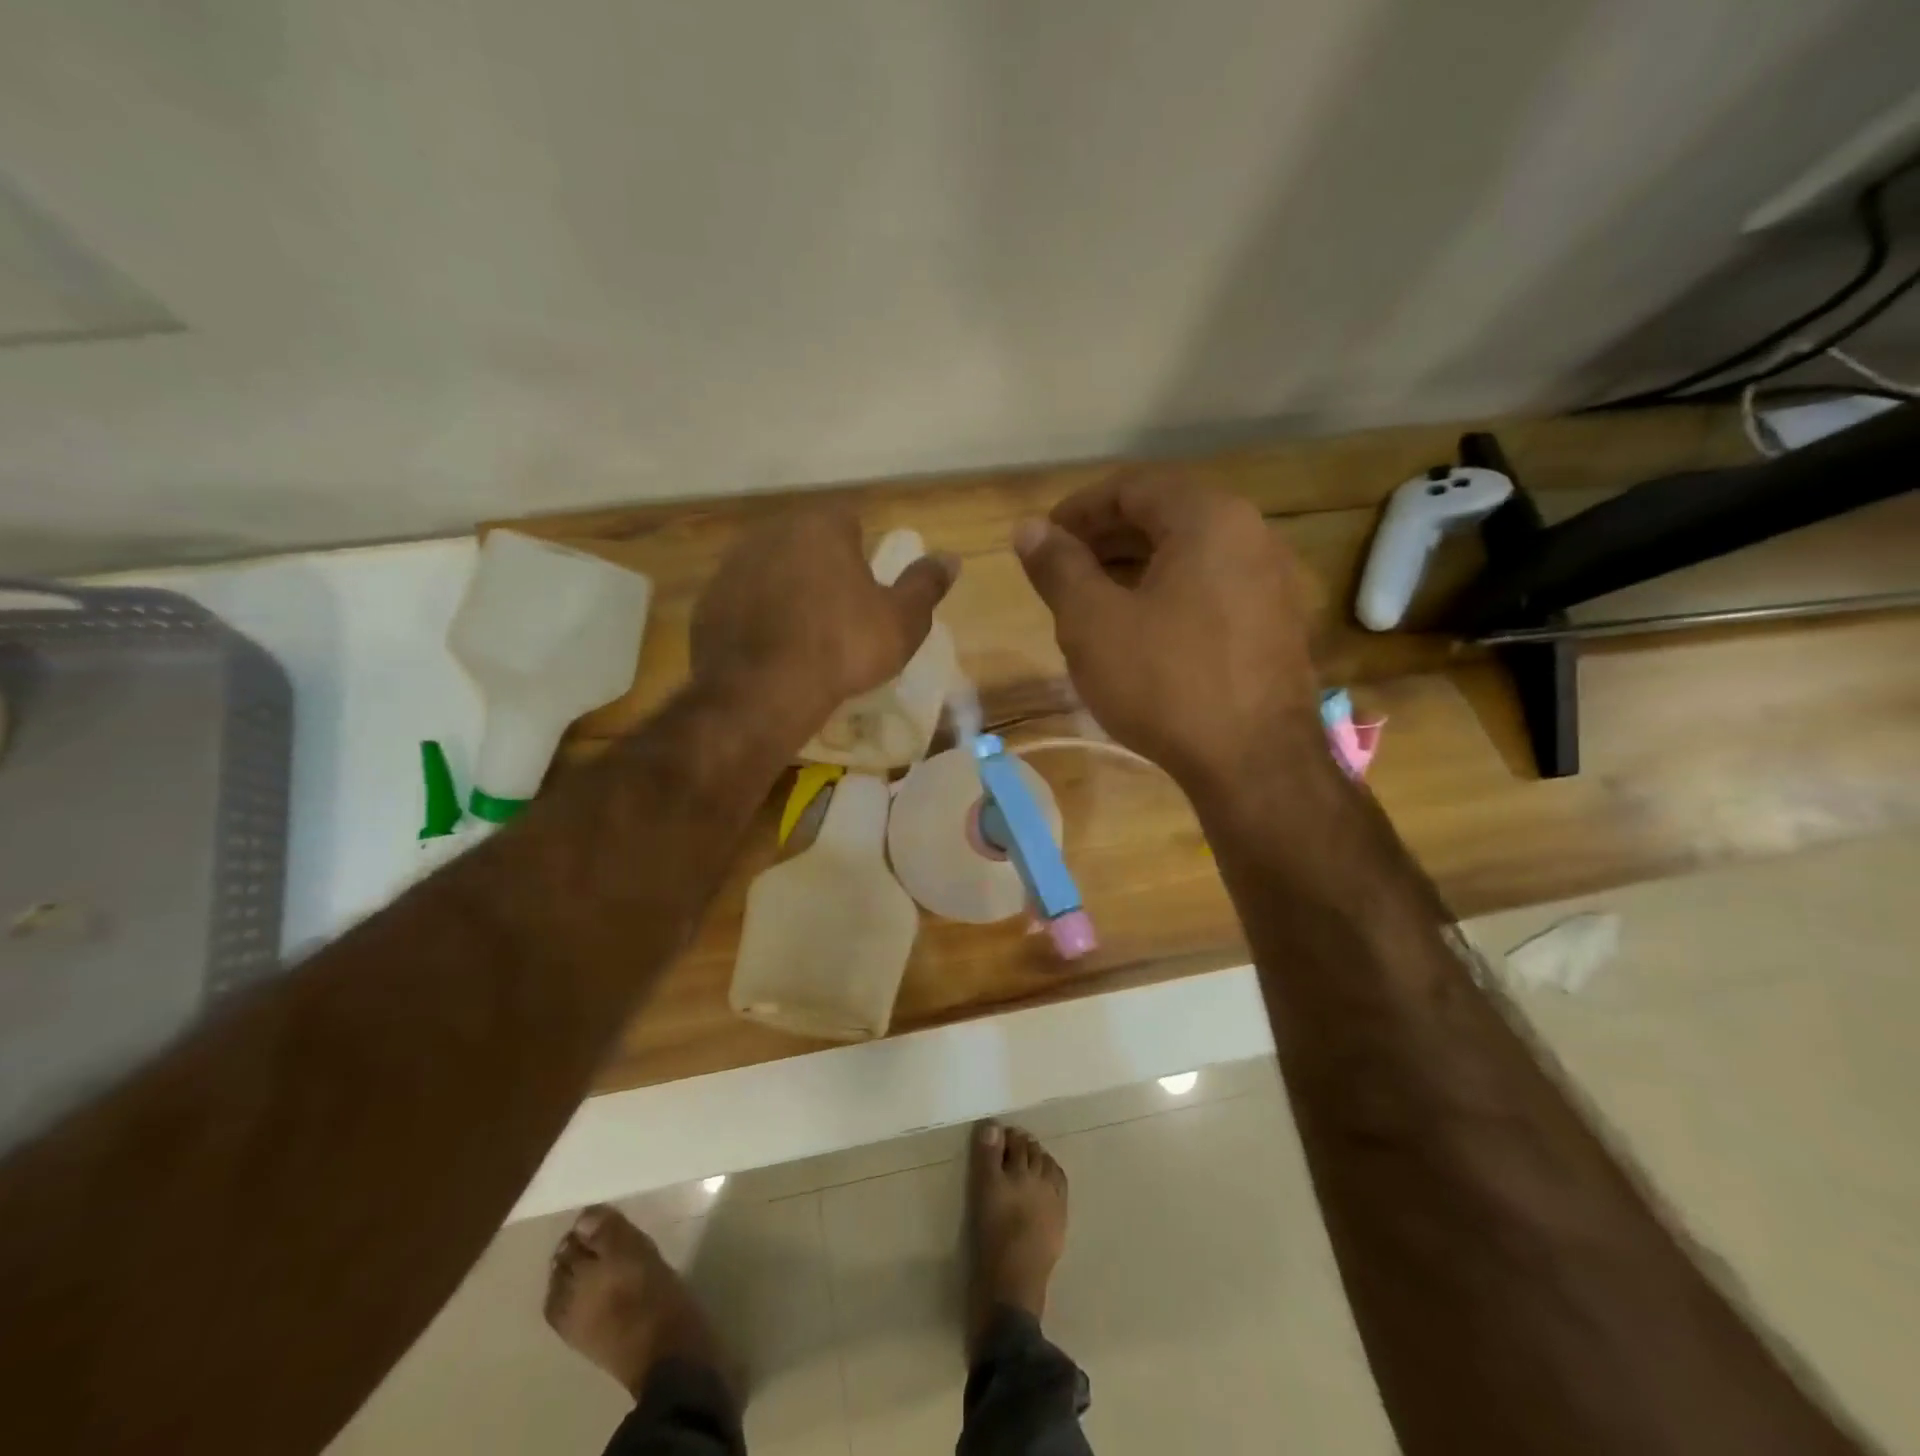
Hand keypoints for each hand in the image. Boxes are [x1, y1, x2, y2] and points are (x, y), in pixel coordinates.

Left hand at [691, 507, 957, 740]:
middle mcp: (771, 532)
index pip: (848, 520)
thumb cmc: (843, 648)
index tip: (867, 587)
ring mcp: (732, 566)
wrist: (763, 691)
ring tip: (803, 633)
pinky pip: (742, 601)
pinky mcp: (707, 601)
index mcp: (821, 526)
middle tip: (839, 612)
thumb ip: (926, 585)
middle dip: (822, 567)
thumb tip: (951, 558)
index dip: (862, 551)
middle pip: (806, 542)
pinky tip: (770, 649)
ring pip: (771, 569)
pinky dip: (756, 616)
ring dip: (787, 589)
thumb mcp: (902, 622)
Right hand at [1014, 473, 1321, 792]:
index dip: (1078, 509)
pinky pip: (1211, 586)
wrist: (1255, 764)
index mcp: (1208, 518)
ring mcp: (1271, 580)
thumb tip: (1028, 529)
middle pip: (1164, 516)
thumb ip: (1058, 567)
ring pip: (1189, 554)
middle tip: (1060, 569)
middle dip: (1105, 538)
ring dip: (1134, 566)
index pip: (1132, 487)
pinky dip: (1167, 592)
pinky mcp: (1276, 623)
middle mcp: (1251, 534)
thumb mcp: (1093, 624)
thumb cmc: (1166, 683)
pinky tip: (1138, 628)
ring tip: (1090, 599)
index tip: (1042, 540)